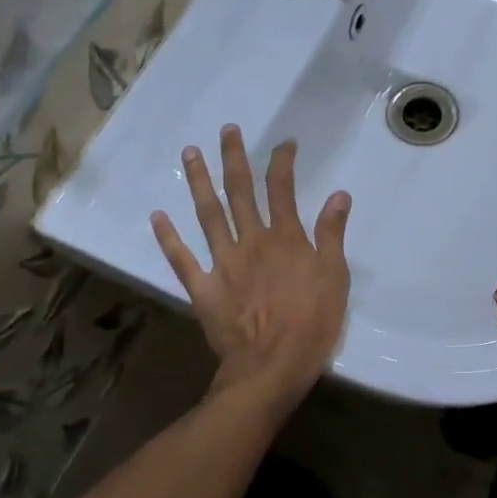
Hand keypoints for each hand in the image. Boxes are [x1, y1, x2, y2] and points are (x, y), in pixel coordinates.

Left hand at [151, 124, 350, 399]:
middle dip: (234, 158)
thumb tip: (338, 195)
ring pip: (208, 214)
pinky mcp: (203, 287)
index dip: (282, 162)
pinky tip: (157, 215)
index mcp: (285, 238)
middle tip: (226, 130)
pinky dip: (168, 237)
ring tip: (189, 154)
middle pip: (240, 192)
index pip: (282, 189)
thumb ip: (332, 235)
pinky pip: (182, 258)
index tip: (284, 144)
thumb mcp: (335, 278)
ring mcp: (223, 262)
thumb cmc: (312, 324)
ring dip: (198, 182)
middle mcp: (251, 241)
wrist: (272, 366)